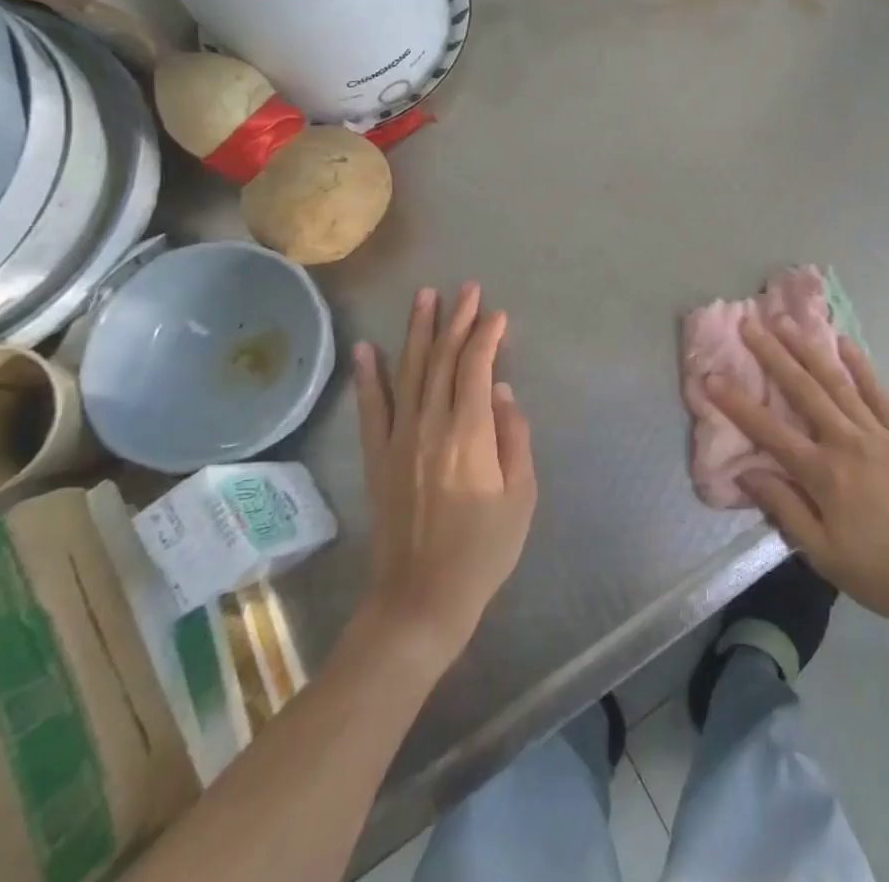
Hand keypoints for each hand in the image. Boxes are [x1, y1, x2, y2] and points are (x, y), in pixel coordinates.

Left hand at [353, 282, 536, 666]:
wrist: (421, 599)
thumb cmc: (483, 549)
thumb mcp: (521, 495)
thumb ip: (515, 436)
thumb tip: (504, 391)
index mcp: (470, 432)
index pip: (477, 367)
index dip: (488, 335)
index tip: (499, 314)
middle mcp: (430, 424)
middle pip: (443, 358)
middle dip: (457, 319)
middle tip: (467, 288)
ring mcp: (398, 438)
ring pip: (410, 371)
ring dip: (418, 331)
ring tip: (425, 296)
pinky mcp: (377, 457)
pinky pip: (371, 408)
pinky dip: (368, 376)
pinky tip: (367, 347)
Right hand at [706, 315, 888, 631]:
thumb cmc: (883, 574)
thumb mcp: (825, 555)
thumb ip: (785, 510)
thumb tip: (746, 472)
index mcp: (824, 474)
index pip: (770, 432)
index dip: (737, 403)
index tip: (711, 376)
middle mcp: (848, 442)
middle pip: (804, 391)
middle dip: (773, 355)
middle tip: (749, 323)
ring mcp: (880, 433)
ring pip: (838, 382)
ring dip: (809, 349)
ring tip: (787, 321)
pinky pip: (880, 393)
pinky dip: (861, 366)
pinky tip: (845, 343)